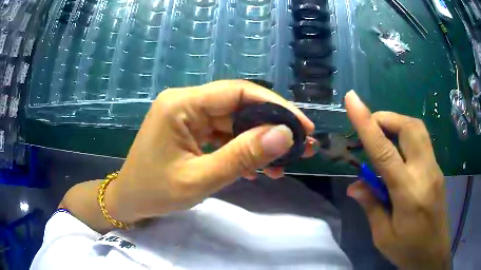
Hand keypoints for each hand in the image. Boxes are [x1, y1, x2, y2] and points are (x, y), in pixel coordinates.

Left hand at [109, 80, 315, 222]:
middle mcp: (186, 101)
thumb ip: (243, 156)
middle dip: (273, 126)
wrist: (130, 200)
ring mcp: (188, 115)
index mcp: (182, 104)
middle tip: (301, 145)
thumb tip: (285, 135)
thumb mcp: (200, 179)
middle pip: (239, 105)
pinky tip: (259, 168)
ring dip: (260, 141)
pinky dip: (243, 149)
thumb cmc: (155, 192)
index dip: (275, 107)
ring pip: (235, 121)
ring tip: (285, 163)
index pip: (238, 92)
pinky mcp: (191, 129)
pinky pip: (224, 133)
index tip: (303, 127)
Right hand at [344, 91, 449, 269]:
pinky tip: (397, 155)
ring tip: (381, 136)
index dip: (366, 123)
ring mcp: (434, 168)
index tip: (351, 99)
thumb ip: (371, 206)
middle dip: (386, 118)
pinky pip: (421, 141)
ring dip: (397, 124)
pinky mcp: (437, 169)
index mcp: (408, 192)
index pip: (385, 150)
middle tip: (369, 127)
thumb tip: (355, 185)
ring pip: (417, 129)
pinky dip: (405, 137)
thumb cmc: (408, 250)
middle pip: (409, 127)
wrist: (434, 254)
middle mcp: (425, 172)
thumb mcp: (383, 236)